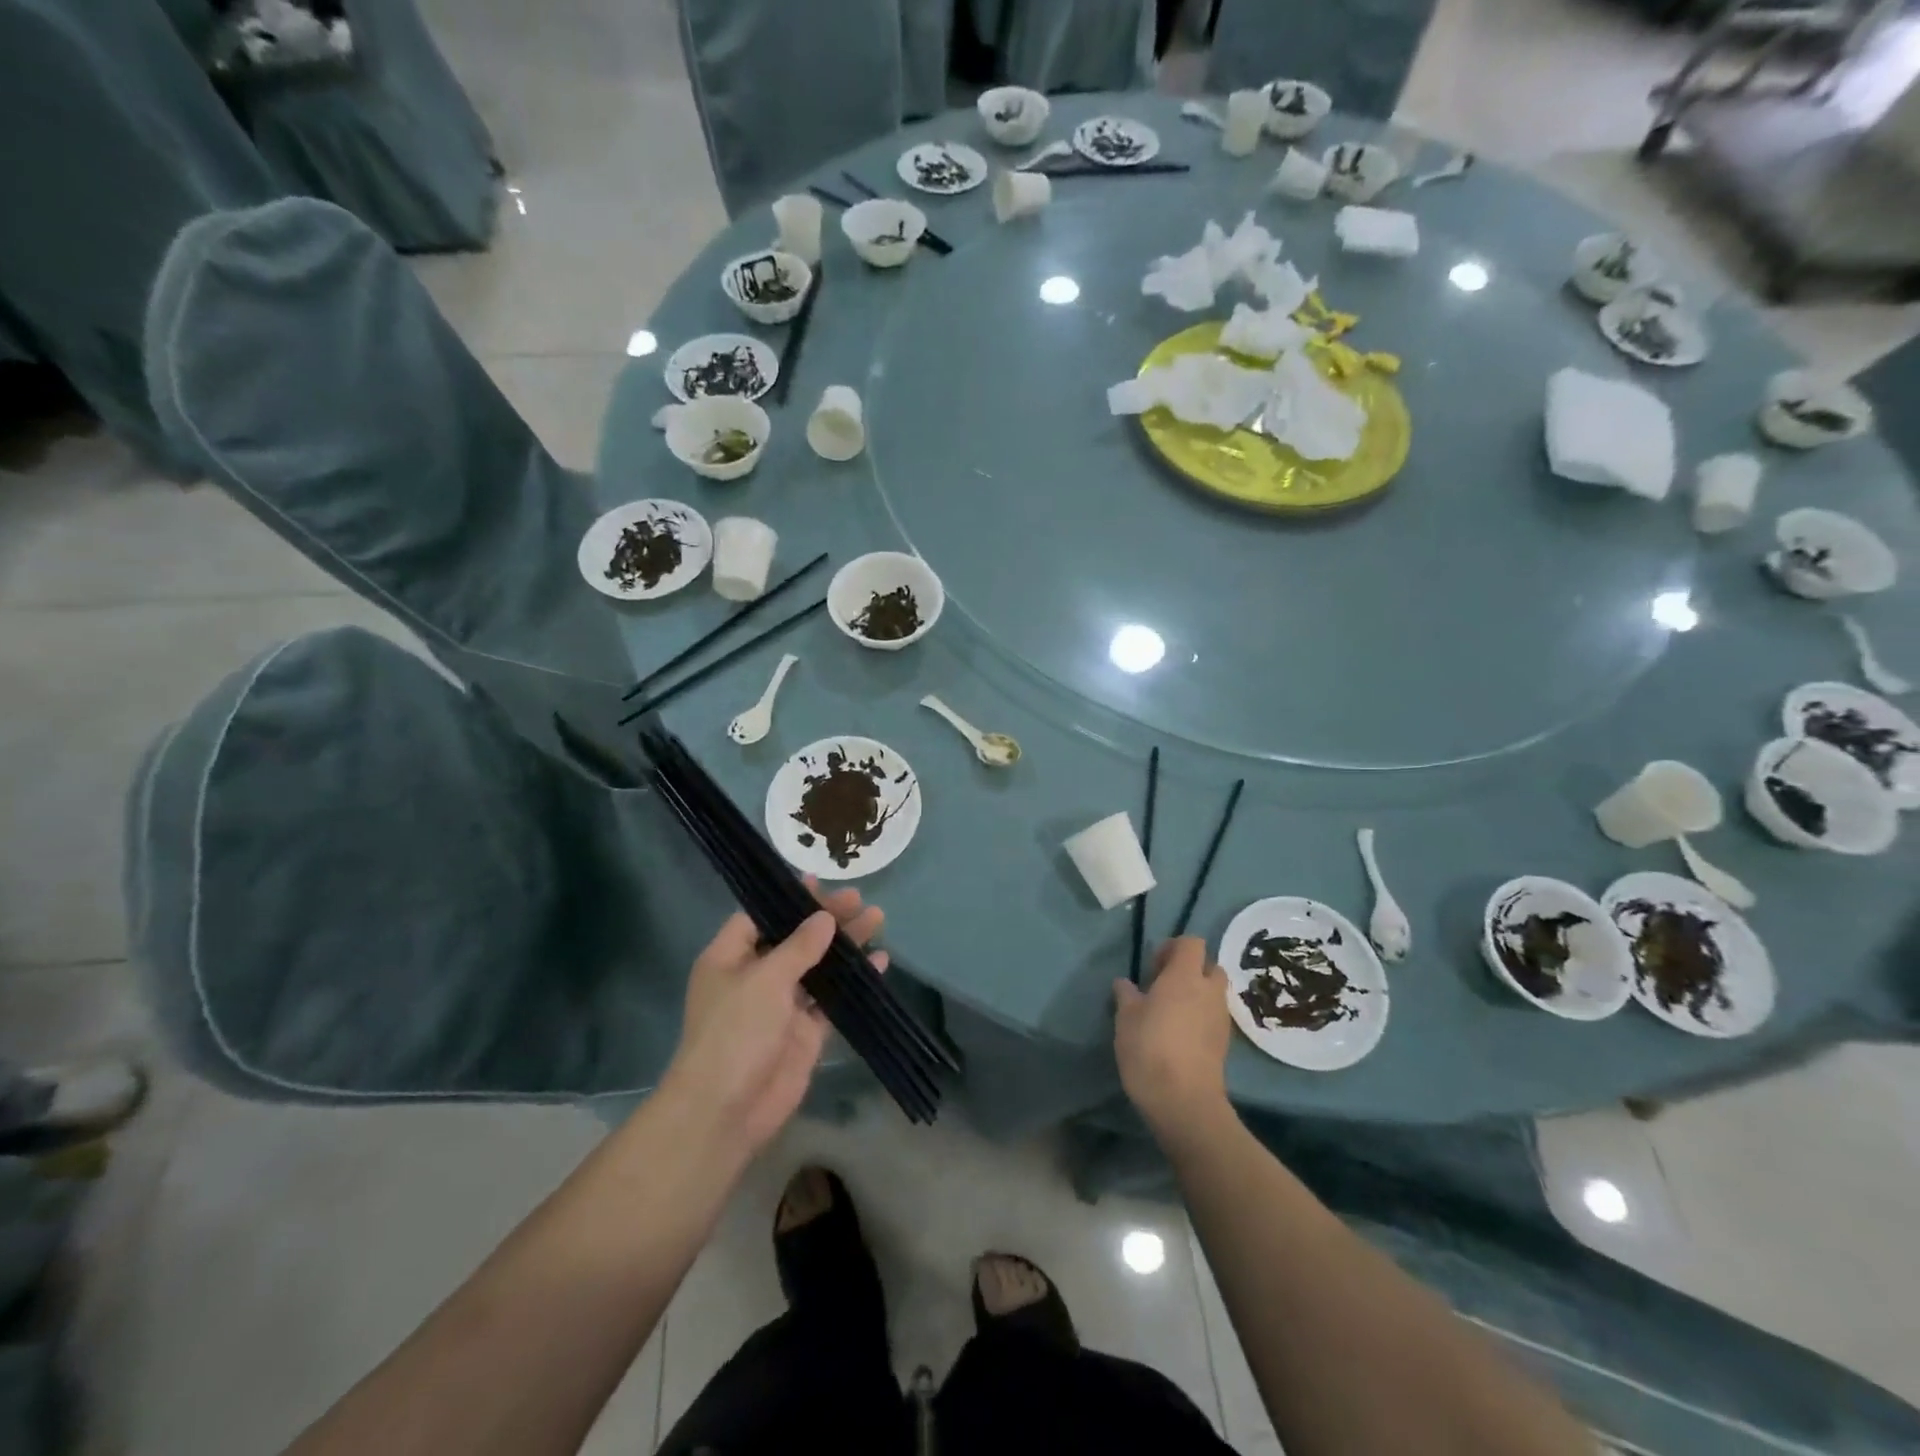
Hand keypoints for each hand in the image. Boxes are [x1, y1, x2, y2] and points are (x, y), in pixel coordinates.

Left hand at [663, 881, 885, 1157]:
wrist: (727, 1110)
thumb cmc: (735, 1032)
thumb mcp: (765, 979)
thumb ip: (798, 946)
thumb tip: (824, 918)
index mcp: (730, 958)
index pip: (759, 917)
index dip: (788, 899)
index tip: (819, 882)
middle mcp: (755, 976)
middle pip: (794, 938)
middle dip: (825, 918)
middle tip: (859, 898)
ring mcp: (782, 1005)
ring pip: (818, 966)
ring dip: (845, 945)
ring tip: (877, 919)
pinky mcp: (805, 1031)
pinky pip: (832, 998)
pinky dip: (854, 980)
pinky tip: (879, 961)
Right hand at [1113, 937, 1231, 1133]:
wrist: (1184, 1101)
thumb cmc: (1149, 1048)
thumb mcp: (1126, 1018)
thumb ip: (1126, 994)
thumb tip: (1125, 983)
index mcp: (1185, 976)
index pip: (1192, 943)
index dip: (1173, 947)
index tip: (1153, 966)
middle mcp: (1209, 991)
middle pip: (1209, 966)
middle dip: (1190, 970)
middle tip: (1164, 986)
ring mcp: (1221, 1018)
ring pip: (1214, 993)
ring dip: (1197, 994)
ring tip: (1170, 1012)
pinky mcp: (1224, 1043)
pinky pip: (1214, 1016)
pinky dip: (1201, 1017)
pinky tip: (1180, 1034)